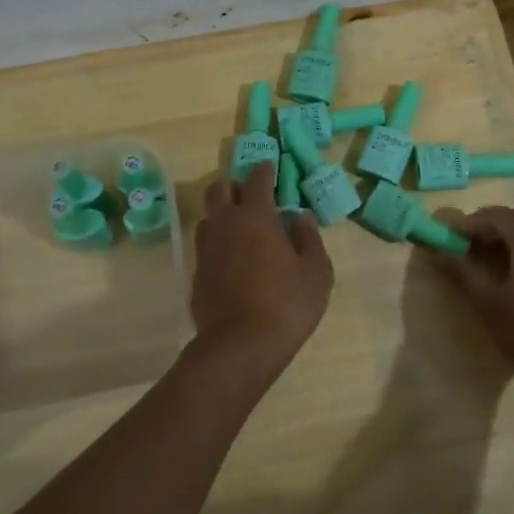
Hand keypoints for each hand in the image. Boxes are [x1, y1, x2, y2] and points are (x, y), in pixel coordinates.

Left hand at [191, 162, 333, 361]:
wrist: (240, 347)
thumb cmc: (286, 305)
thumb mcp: (316, 272)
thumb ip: (309, 238)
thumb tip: (300, 217)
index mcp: (254, 216)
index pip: (257, 179)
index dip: (265, 169)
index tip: (272, 166)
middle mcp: (224, 224)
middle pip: (220, 189)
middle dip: (236, 185)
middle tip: (255, 196)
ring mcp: (205, 249)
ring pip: (209, 216)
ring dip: (224, 213)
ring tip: (243, 227)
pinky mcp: (196, 273)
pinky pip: (206, 245)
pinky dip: (219, 242)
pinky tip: (234, 259)